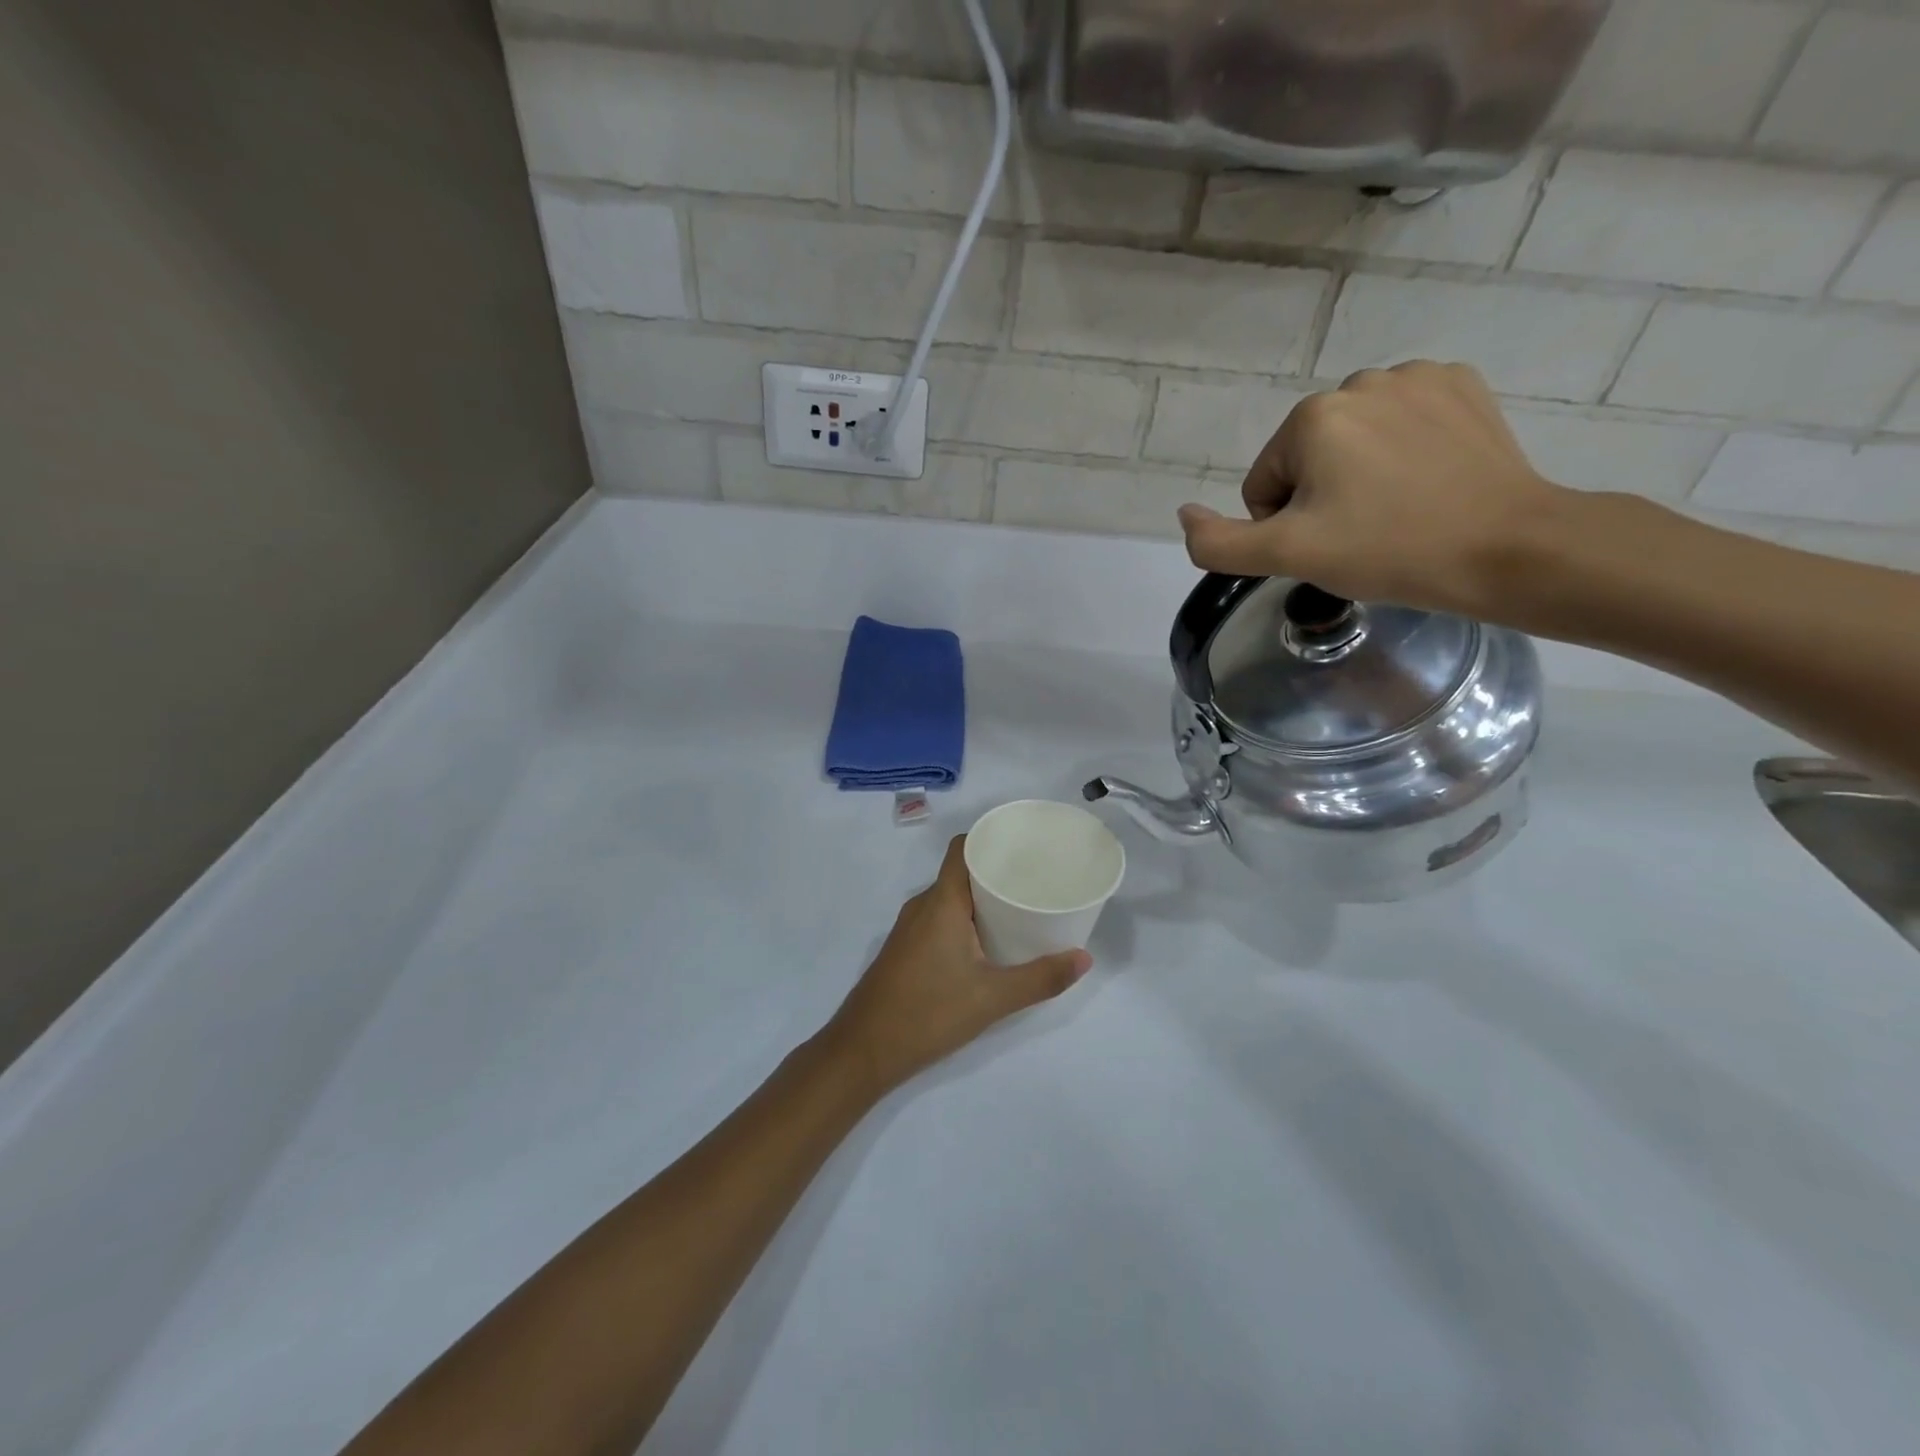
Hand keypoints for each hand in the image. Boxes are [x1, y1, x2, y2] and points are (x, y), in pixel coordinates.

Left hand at [822, 836, 1092, 1097]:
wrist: (863, 1051)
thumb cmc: (928, 1013)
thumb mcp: (992, 998)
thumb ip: (1040, 978)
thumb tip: (1084, 959)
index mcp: (942, 902)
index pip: (963, 848)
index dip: (990, 838)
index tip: (1025, 845)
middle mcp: (923, 905)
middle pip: (961, 871)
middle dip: (996, 871)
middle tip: (1036, 879)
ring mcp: (910, 928)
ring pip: (950, 897)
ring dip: (981, 898)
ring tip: (1019, 907)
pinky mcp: (906, 949)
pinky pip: (940, 917)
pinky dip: (965, 918)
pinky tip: (988, 941)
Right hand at [1177, 361, 1570, 619]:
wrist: (1506, 548)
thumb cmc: (1387, 550)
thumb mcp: (1286, 556)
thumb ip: (1217, 543)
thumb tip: (1185, 512)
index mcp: (1312, 417)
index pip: (1265, 484)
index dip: (1286, 525)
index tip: (1329, 545)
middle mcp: (1360, 381)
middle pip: (1307, 458)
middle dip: (1322, 496)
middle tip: (1364, 533)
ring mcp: (1417, 377)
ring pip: (1354, 439)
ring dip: (1361, 473)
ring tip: (1399, 509)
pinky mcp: (1461, 385)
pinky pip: (1402, 421)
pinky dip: (1404, 449)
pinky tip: (1429, 480)